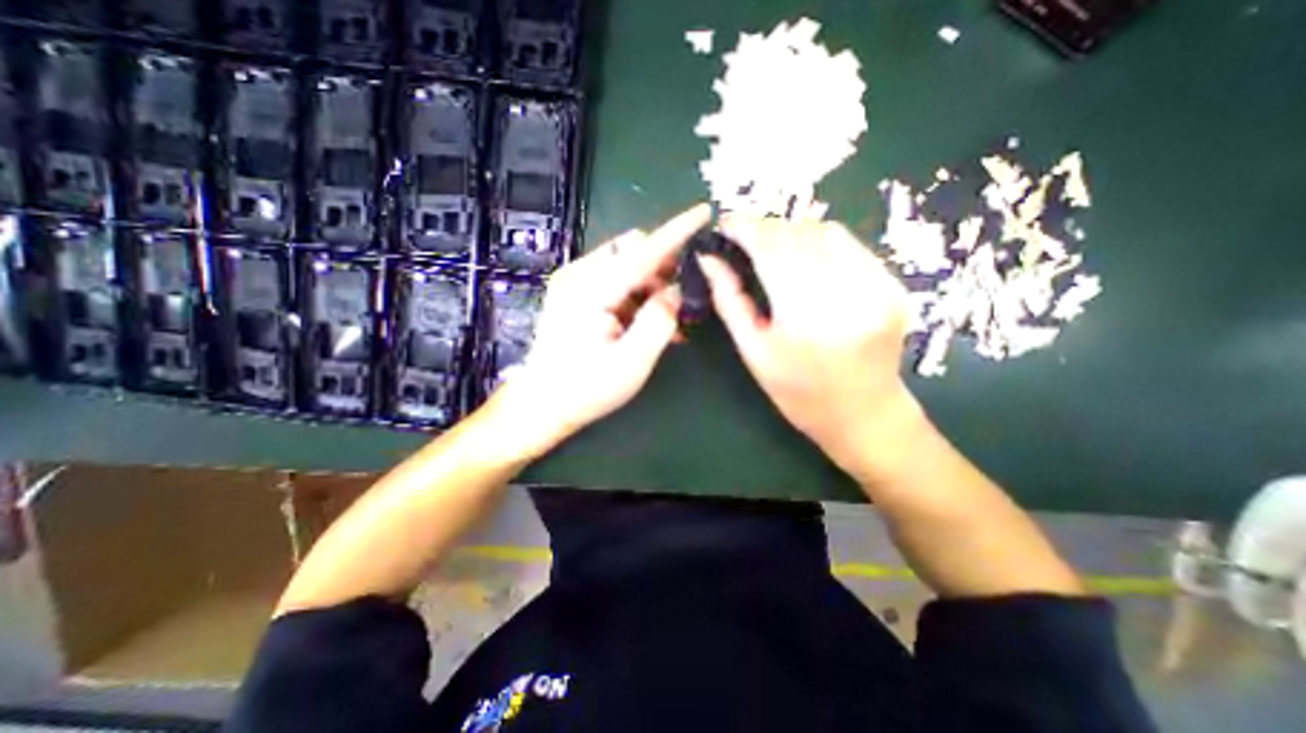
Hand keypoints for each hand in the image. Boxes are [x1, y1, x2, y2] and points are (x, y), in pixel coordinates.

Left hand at [494, 200, 711, 447]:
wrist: (543, 402)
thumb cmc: (587, 388)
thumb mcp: (632, 361)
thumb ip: (659, 321)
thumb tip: (676, 291)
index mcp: (592, 288)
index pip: (643, 251)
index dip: (677, 231)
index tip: (704, 212)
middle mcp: (580, 275)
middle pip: (632, 250)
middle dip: (662, 268)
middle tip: (680, 302)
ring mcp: (575, 282)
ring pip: (626, 264)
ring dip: (651, 285)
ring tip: (666, 320)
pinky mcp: (575, 292)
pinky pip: (615, 280)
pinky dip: (636, 294)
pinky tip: (647, 320)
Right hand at [700, 216, 920, 481]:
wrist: (864, 415)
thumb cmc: (799, 393)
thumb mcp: (754, 352)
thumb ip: (729, 300)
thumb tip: (709, 260)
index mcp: (804, 317)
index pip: (771, 248)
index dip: (745, 228)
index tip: (724, 225)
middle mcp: (846, 293)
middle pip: (799, 233)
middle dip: (765, 229)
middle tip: (745, 241)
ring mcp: (877, 286)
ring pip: (827, 231)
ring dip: (793, 233)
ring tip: (774, 250)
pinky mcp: (893, 285)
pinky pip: (850, 246)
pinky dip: (821, 243)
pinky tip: (807, 262)